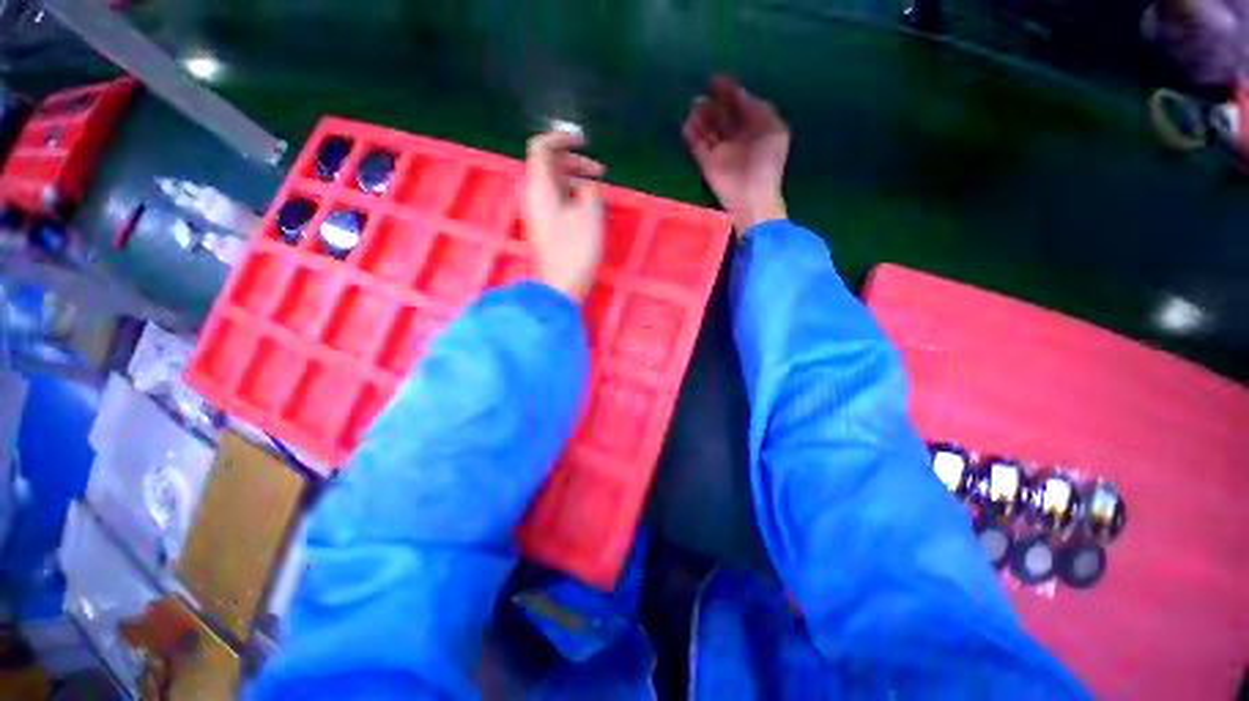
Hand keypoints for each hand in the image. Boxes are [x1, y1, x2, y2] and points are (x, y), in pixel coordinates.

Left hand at [523, 131, 604, 302]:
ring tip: (601, 195)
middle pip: (551, 166)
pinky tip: (593, 211)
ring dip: (579, 183)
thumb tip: (589, 188)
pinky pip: (559, 203)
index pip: (541, 148)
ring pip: (557, 186)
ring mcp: (540, 214)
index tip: (585, 142)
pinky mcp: (547, 228)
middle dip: (576, 163)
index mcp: (540, 188)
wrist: (561, 286)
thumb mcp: (589, 215)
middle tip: (601, 172)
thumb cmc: (575, 251)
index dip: (561, 138)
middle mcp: (535, 197)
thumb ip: (590, 191)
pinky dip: (575, 200)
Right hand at [683, 76, 789, 235]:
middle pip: (721, 117)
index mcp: (755, 129)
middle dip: (712, 104)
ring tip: (694, 106)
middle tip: (701, 94)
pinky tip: (686, 124)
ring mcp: (720, 151)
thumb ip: (758, 109)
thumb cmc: (766, 162)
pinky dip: (691, 135)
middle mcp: (736, 138)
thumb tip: (741, 94)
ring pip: (707, 130)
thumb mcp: (773, 129)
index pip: (740, 106)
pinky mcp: (707, 164)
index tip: (716, 80)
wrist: (751, 196)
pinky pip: (696, 146)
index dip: (729, 92)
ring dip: (700, 117)